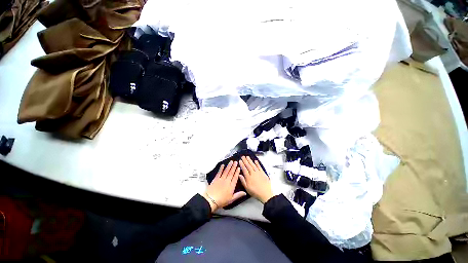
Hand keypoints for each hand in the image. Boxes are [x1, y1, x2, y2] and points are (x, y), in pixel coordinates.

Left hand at [203, 161, 246, 211]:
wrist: (211, 200)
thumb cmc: (222, 201)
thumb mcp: (231, 199)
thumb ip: (238, 195)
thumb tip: (245, 192)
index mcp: (231, 186)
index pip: (235, 177)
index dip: (237, 172)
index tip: (238, 167)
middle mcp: (227, 181)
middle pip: (231, 173)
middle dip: (234, 167)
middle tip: (236, 162)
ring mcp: (221, 179)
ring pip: (226, 171)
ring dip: (229, 166)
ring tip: (231, 161)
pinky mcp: (216, 179)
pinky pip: (219, 172)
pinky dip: (221, 168)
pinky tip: (223, 165)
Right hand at [239, 156, 274, 203]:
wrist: (265, 194)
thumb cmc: (256, 192)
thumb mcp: (247, 188)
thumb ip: (243, 181)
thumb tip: (239, 175)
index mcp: (248, 177)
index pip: (244, 169)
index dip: (242, 164)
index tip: (240, 161)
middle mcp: (253, 173)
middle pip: (248, 165)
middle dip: (245, 160)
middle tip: (243, 156)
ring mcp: (258, 173)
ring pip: (253, 165)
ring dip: (250, 160)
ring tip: (247, 157)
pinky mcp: (263, 173)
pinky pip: (259, 167)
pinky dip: (257, 163)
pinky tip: (255, 161)